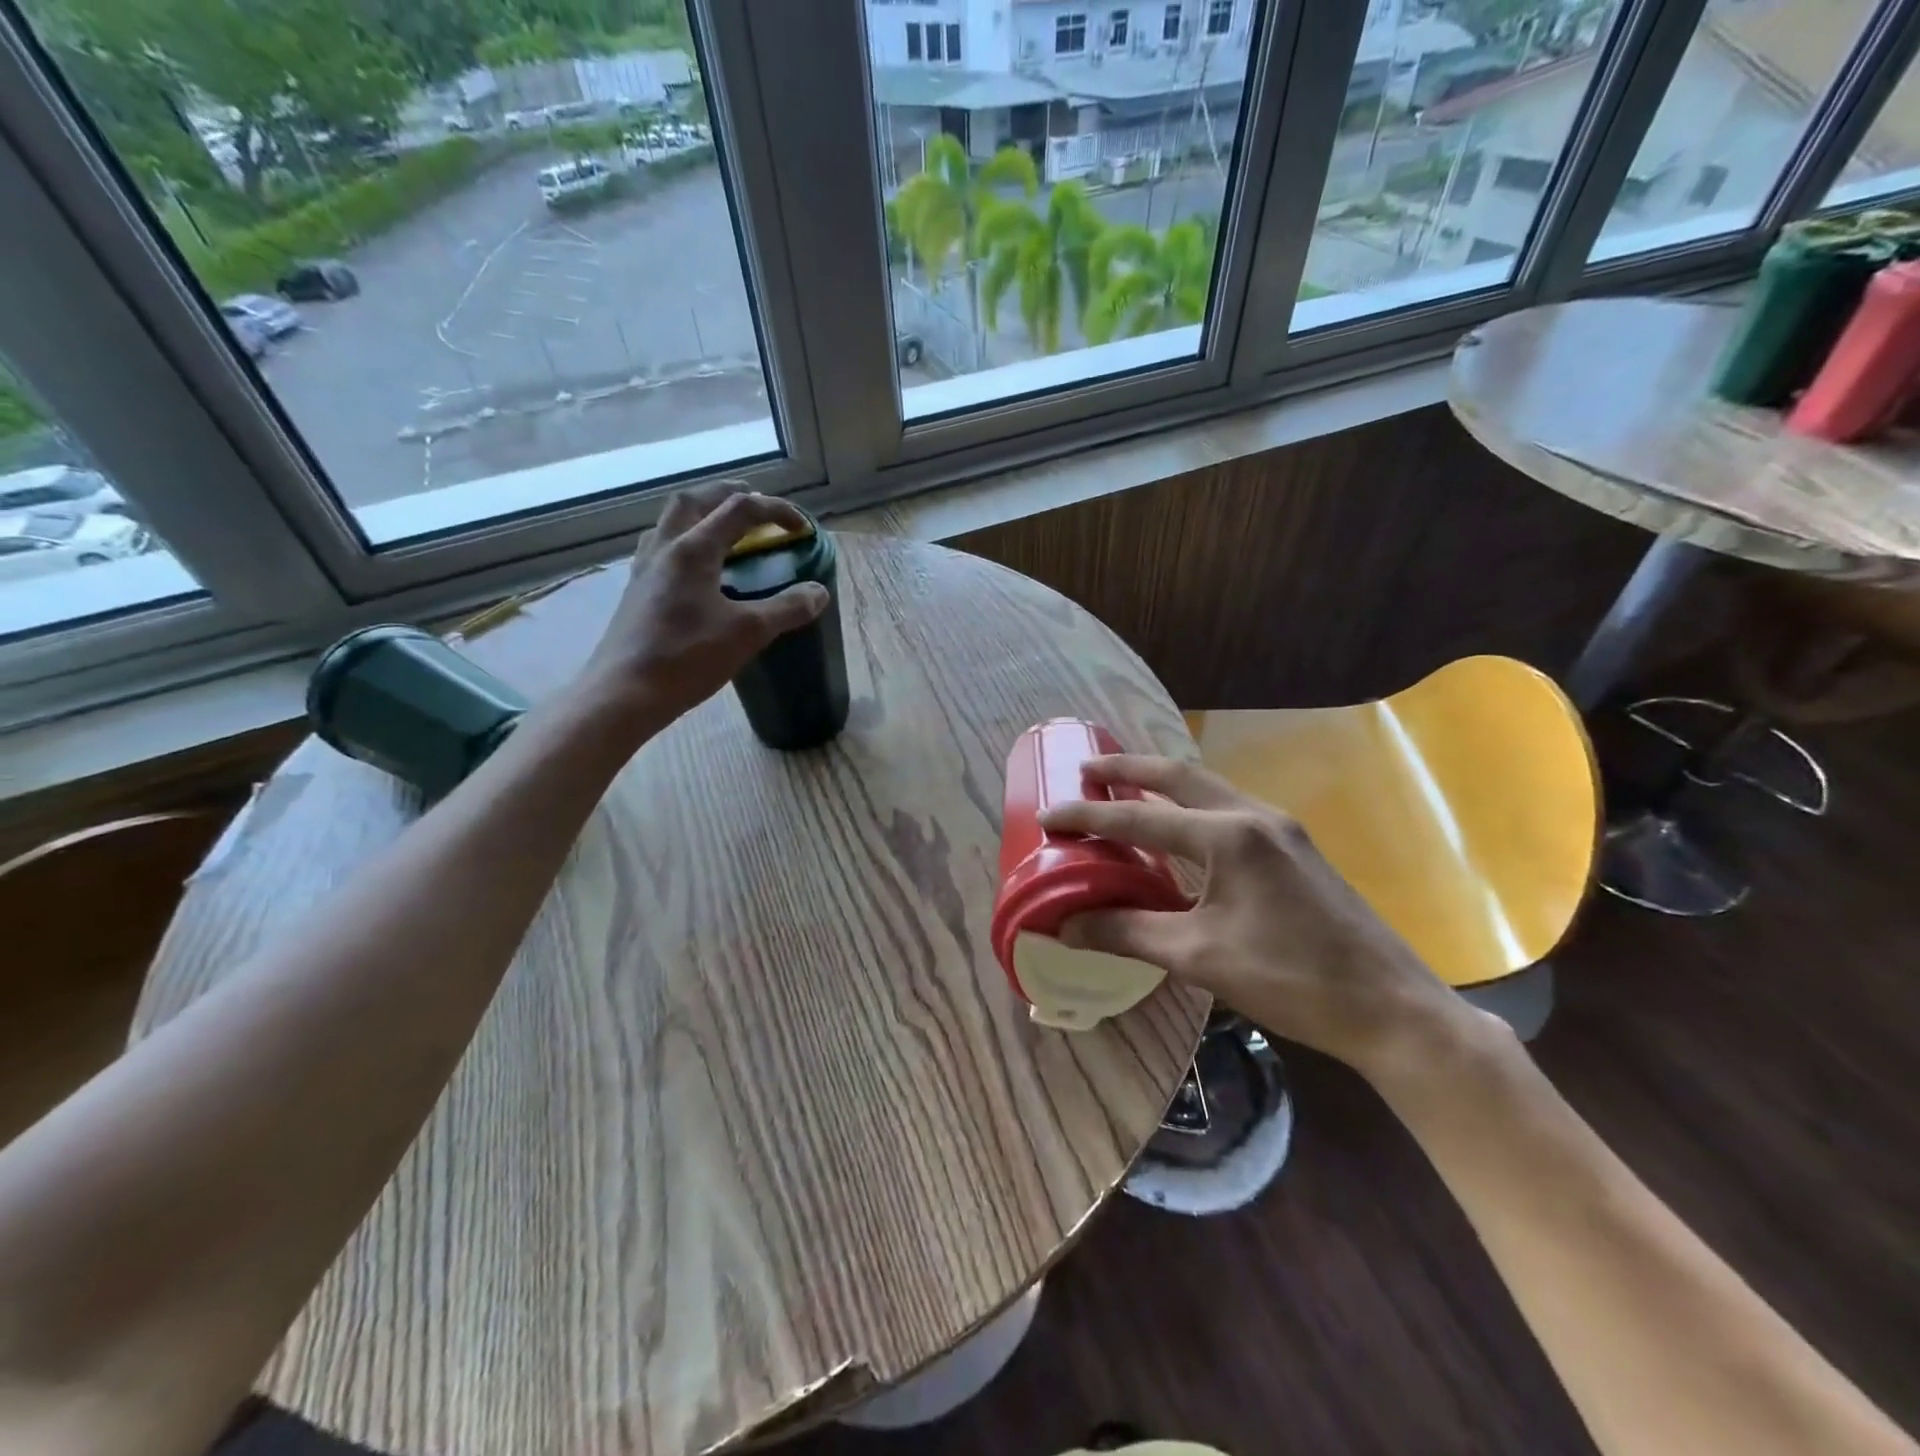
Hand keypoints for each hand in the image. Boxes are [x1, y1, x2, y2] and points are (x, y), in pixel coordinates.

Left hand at [578, 486, 828, 729]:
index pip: (740, 510)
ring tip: (725, 529)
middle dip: (730, 495)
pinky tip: (696, 569)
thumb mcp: (748, 633)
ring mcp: (645, 569)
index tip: (802, 528)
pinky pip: (661, 549)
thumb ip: (786, 608)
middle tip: (758, 506)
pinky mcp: (636, 592)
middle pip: (696, 500)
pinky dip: (685, 541)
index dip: (776, 511)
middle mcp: (665, 549)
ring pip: (671, 521)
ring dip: (702, 513)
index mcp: (693, 550)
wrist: (624, 694)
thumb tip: (818, 592)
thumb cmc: (687, 658)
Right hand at [1037, 756, 1479, 1079]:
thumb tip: (1066, 926)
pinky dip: (1192, 807)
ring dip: (1163, 784)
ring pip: (1209, 789)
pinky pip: (1229, 810)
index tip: (1048, 816)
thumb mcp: (1199, 957)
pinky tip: (1180, 829)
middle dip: (1129, 769)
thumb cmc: (1291, 979)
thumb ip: (1128, 933)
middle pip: (1180, 776)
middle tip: (1087, 769)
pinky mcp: (1295, 849)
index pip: (1141, 817)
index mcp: (1229, 836)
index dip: (1089, 817)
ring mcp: (1281, 830)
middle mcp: (1255, 817)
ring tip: (1125, 788)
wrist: (1390, 1007)